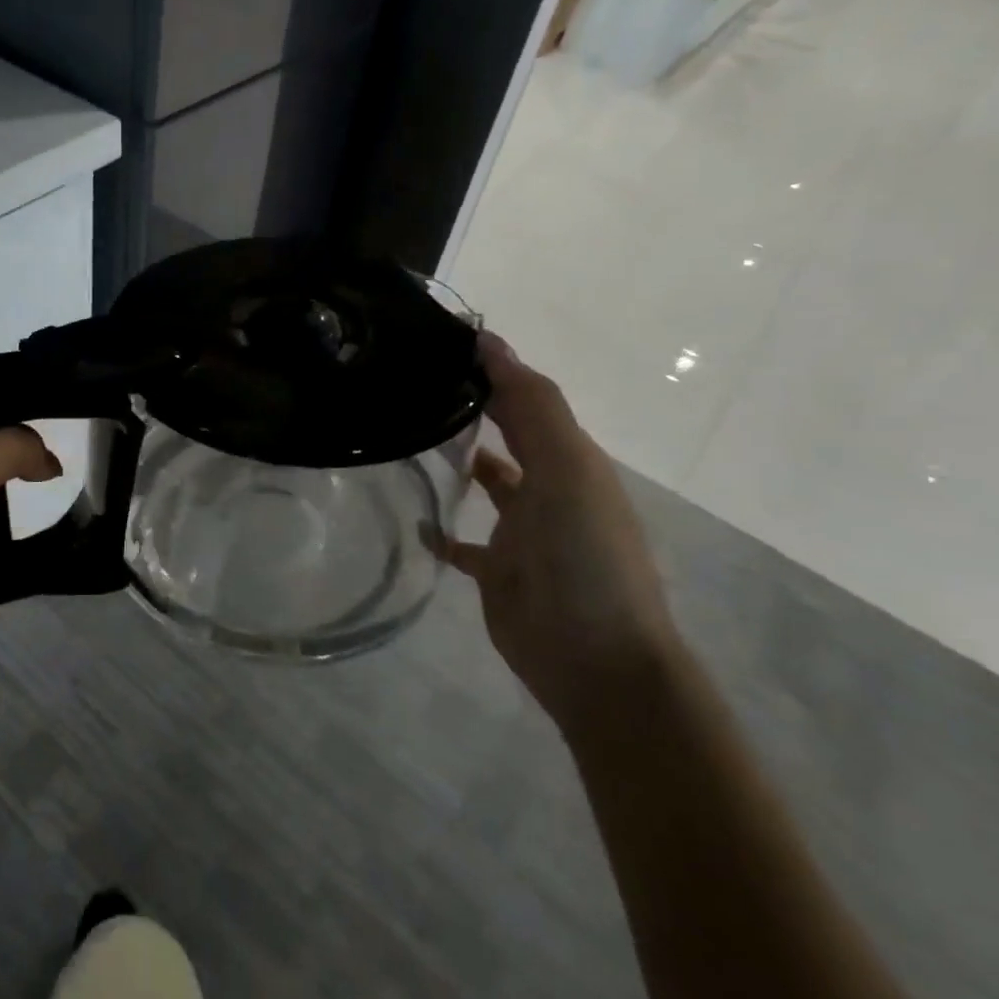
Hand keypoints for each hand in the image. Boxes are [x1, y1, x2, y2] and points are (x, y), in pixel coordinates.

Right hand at [437, 332, 681, 732]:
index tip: (439, 340)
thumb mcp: (568, 469)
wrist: (593, 658)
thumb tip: (491, 341)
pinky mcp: (496, 572)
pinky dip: (439, 530)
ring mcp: (521, 533)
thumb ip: (533, 407)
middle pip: (507, 436)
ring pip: (486, 484)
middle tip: (411, 384)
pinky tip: (410, 519)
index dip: (491, 367)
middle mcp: (547, 489)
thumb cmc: (584, 555)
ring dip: (458, 462)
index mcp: (568, 460)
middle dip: (472, 408)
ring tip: (404, 440)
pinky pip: (463, 543)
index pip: (526, 399)